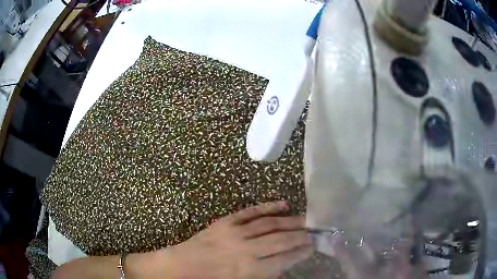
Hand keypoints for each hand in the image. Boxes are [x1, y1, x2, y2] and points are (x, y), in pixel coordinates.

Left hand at [163, 201, 312, 278]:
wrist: (182, 266)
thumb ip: (264, 275)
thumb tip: (283, 266)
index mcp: (250, 271)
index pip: (284, 259)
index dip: (300, 252)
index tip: (312, 247)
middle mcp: (246, 250)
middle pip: (281, 240)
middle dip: (300, 236)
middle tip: (313, 232)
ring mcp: (236, 233)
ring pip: (270, 224)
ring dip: (290, 221)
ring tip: (305, 220)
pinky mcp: (226, 222)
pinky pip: (251, 212)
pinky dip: (269, 206)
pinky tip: (283, 204)